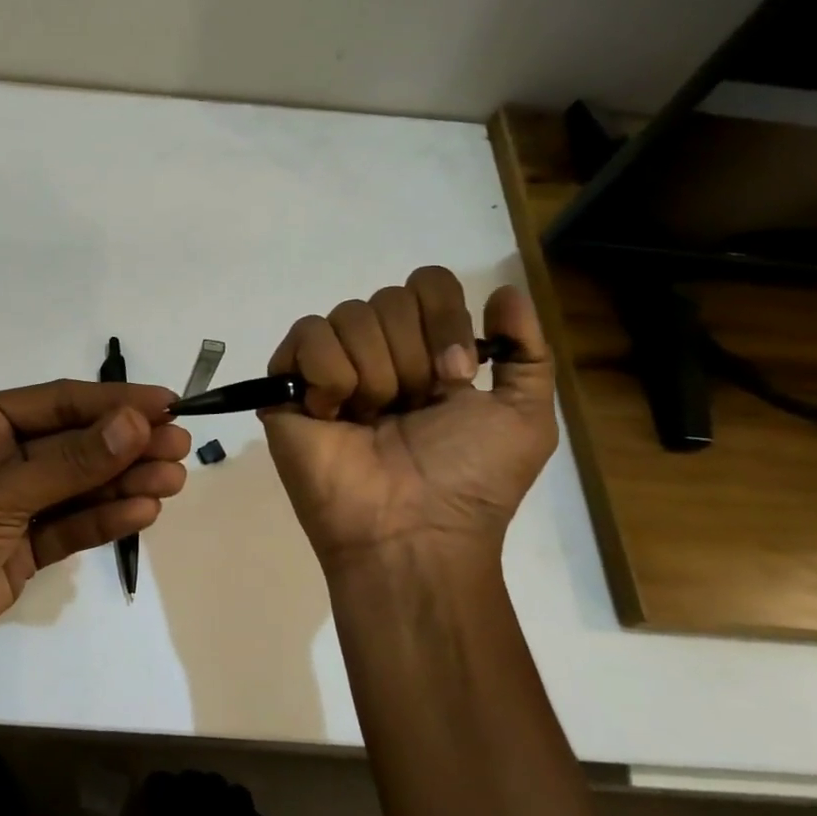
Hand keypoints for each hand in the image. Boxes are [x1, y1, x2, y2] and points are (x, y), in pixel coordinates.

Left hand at [0, 380, 188, 691]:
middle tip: (181, 446)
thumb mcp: (0, 492)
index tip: (167, 405)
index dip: (114, 403)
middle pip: (75, 443)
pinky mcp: (20, 548)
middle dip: (126, 444)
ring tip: (173, 481)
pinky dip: (104, 518)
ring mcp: (11, 505)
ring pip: (78, 485)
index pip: (60, 403)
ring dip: (123, 482)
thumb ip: (71, 461)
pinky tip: (143, 513)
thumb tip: (136, 421)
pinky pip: (70, 524)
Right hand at [261, 267, 557, 575]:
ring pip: (348, 315)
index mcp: (427, 352)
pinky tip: (332, 414)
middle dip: (410, 357)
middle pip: (388, 298)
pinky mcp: (289, 384)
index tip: (455, 376)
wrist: (411, 531)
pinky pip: (307, 336)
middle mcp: (378, 351)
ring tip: (369, 419)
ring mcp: (331, 366)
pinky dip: (328, 374)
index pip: (428, 284)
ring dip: (372, 373)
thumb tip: (504, 291)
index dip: (444, 318)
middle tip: (410, 408)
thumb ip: (528, 353)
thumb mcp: (524, 420)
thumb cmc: (468, 480)